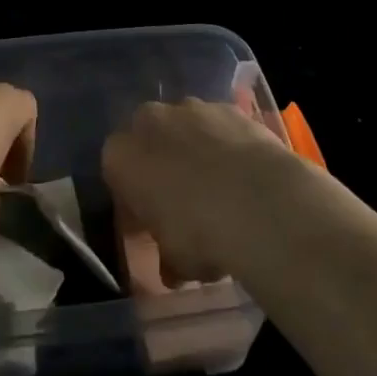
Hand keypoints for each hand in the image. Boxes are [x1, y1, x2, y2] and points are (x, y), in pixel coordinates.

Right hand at [102, 98, 287, 284]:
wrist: (260, 203)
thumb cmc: (200, 234)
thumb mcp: (175, 262)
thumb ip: (167, 258)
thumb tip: (172, 268)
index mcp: (121, 157)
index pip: (116, 172)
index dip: (134, 197)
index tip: (151, 220)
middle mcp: (149, 121)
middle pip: (148, 138)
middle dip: (161, 161)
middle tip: (182, 197)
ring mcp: (191, 108)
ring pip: (184, 126)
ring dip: (194, 147)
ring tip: (220, 184)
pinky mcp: (228, 107)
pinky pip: (219, 125)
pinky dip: (226, 142)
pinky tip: (244, 172)